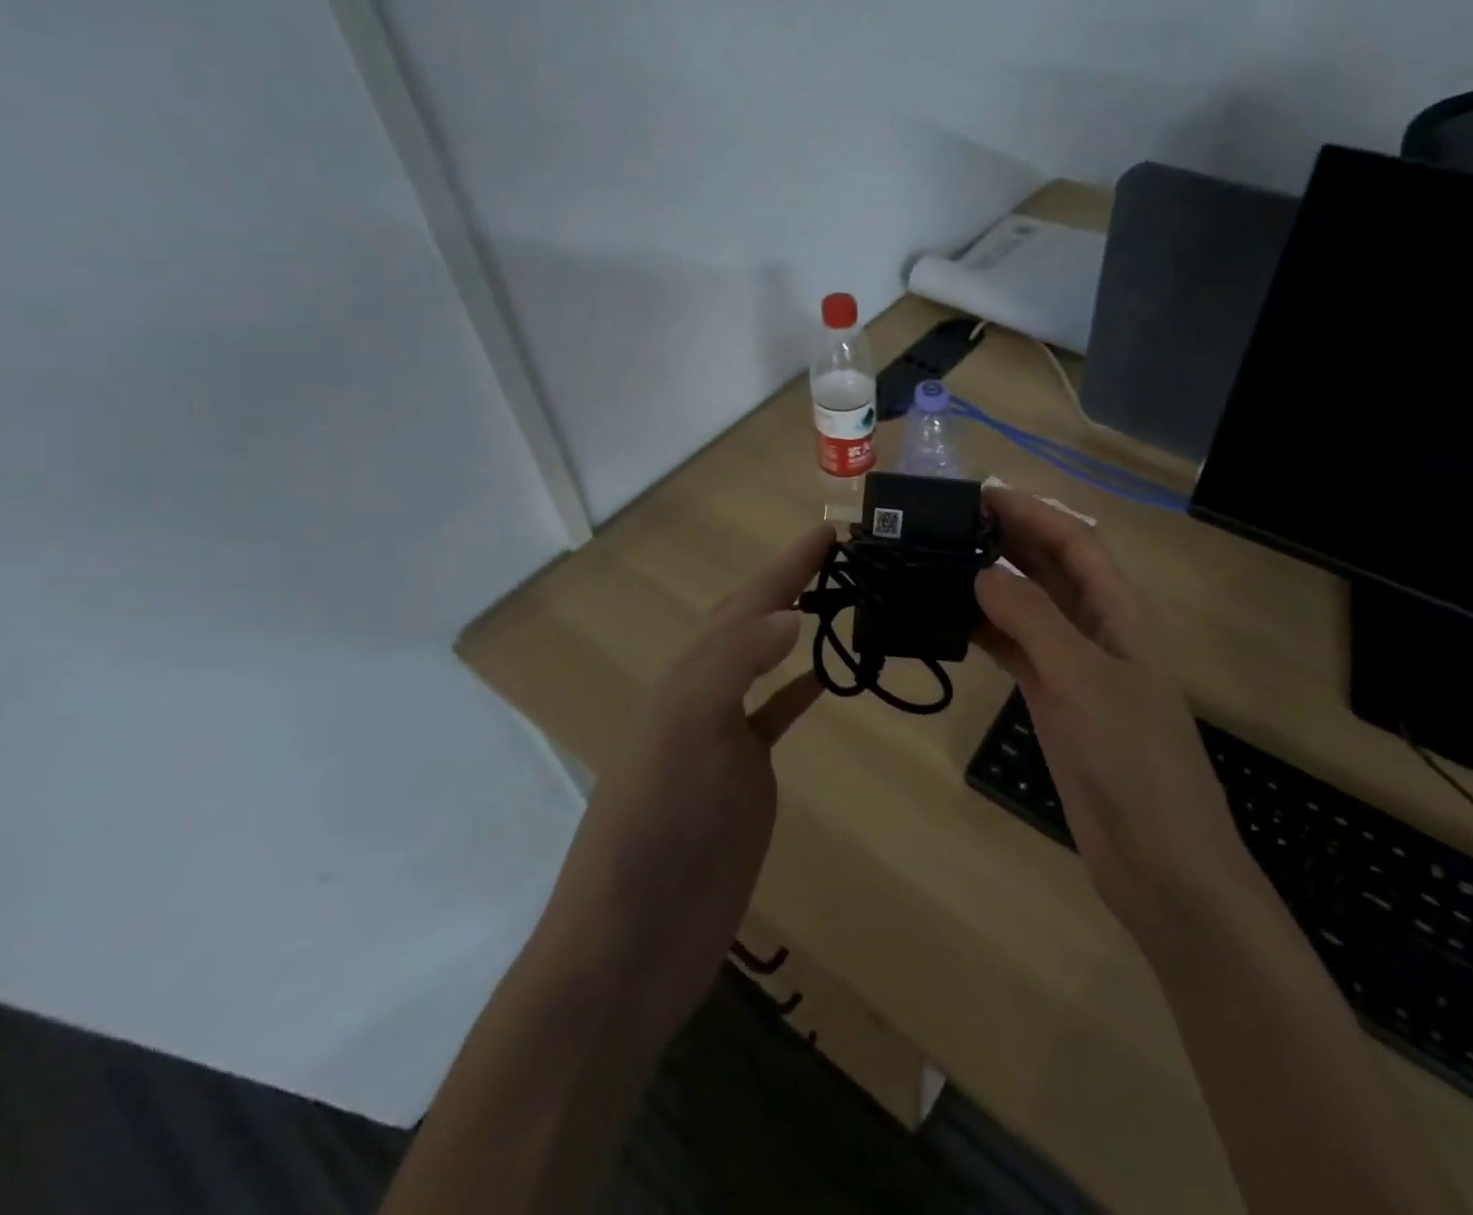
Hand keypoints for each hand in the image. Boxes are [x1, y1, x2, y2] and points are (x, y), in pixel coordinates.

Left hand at [533, 523, 834, 1040]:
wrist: (633, 943)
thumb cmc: (654, 831)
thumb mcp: (684, 735)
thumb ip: (732, 667)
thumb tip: (791, 614)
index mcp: (687, 679)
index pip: (744, 605)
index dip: (785, 566)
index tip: (828, 529)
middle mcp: (703, 698)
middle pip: (751, 624)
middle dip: (790, 584)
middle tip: (840, 554)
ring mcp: (725, 740)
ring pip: (765, 665)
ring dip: (796, 629)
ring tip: (838, 601)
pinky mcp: (745, 780)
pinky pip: (776, 716)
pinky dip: (801, 690)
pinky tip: (825, 678)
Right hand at [974, 489, 1247, 944]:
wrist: (1157, 858)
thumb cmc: (1131, 758)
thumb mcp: (1082, 678)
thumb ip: (1033, 620)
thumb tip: (983, 573)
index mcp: (1120, 613)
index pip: (1076, 542)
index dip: (1034, 512)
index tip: (982, 494)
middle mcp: (1097, 630)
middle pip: (1051, 569)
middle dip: (1009, 539)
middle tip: (950, 522)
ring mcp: (1074, 668)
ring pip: (1029, 609)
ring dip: (992, 583)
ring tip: (941, 562)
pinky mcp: (1053, 701)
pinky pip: (1016, 651)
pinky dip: (986, 632)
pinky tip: (951, 621)